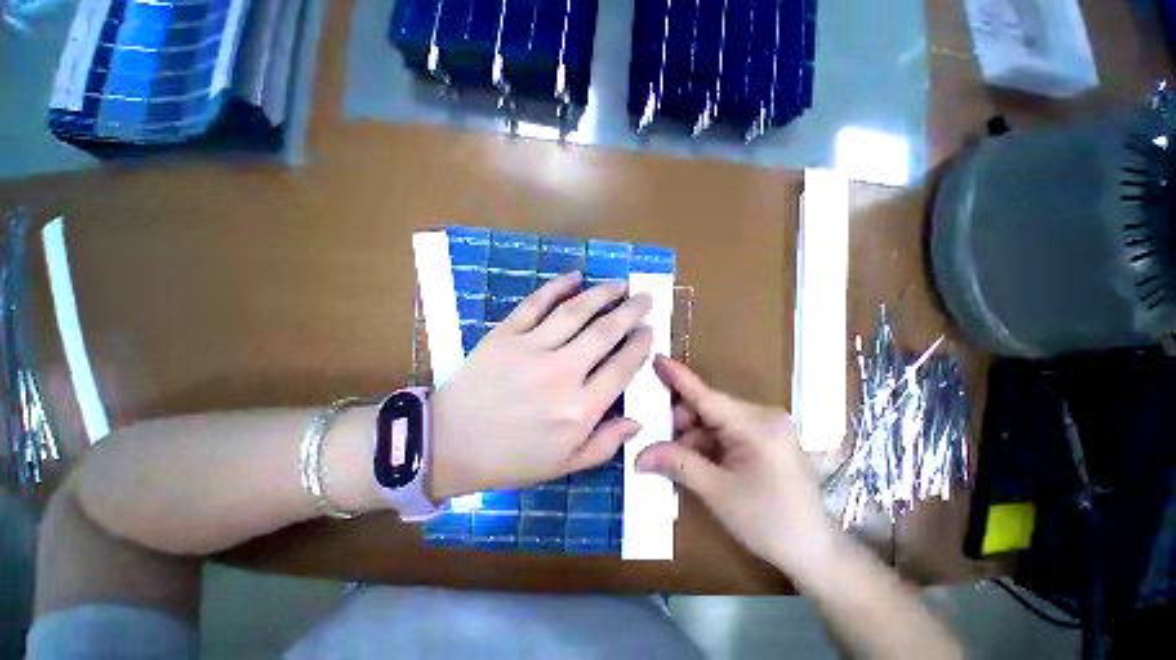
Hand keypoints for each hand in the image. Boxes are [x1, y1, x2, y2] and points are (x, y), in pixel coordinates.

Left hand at [429, 272, 653, 498]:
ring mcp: (531, 349)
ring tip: (620, 283)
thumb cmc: (510, 459)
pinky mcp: (505, 334)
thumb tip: (637, 420)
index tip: (650, 331)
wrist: (447, 443)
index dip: (640, 346)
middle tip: (646, 298)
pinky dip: (557, 286)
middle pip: (605, 333)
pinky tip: (575, 276)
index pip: (622, 368)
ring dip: (602, 293)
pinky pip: (536, 303)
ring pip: (576, 312)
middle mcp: (561, 373)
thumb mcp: (563, 465)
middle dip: (631, 311)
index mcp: (579, 409)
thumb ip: (605, 444)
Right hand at [636, 357, 837, 573]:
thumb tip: (640, 455)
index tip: (656, 357)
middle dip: (681, 424)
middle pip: (707, 408)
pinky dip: (706, 444)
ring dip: (692, 437)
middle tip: (660, 446)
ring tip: (678, 461)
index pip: (706, 395)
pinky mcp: (764, 438)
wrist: (815, 551)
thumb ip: (677, 464)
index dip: (678, 377)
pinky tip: (697, 462)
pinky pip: (725, 432)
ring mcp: (765, 426)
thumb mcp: (718, 492)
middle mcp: (761, 416)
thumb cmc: (770, 522)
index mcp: (755, 425)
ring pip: (713, 421)